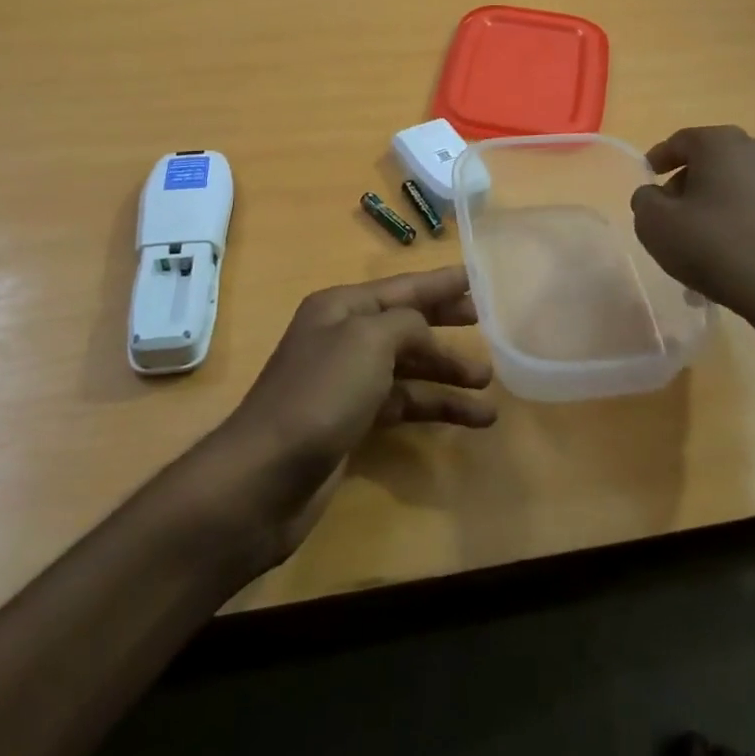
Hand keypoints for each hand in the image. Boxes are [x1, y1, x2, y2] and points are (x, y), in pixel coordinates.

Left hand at [211, 265, 494, 559]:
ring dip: (447, 374)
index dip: (439, 284)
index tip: (476, 279)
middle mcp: (342, 338)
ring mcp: (346, 382)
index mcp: (341, 307)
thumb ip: (405, 324)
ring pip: (408, 368)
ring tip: (488, 385)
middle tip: (485, 324)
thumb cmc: (320, 394)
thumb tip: (423, 333)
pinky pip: (403, 403)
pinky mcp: (352, 422)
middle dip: (444, 324)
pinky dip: (434, 407)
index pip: (401, 287)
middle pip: (404, 324)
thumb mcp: (367, 341)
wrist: (266, 476)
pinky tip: (470, 419)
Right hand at [630, 126, 754, 341]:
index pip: (682, 141)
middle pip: (715, 160)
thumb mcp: (655, 225)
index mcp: (724, 144)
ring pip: (743, 186)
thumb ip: (645, 200)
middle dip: (691, 184)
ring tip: (706, 242)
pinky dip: (748, 222)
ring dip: (721, 204)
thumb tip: (655, 196)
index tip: (649, 177)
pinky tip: (738, 255)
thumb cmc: (717, 249)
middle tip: (673, 214)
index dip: (659, 158)